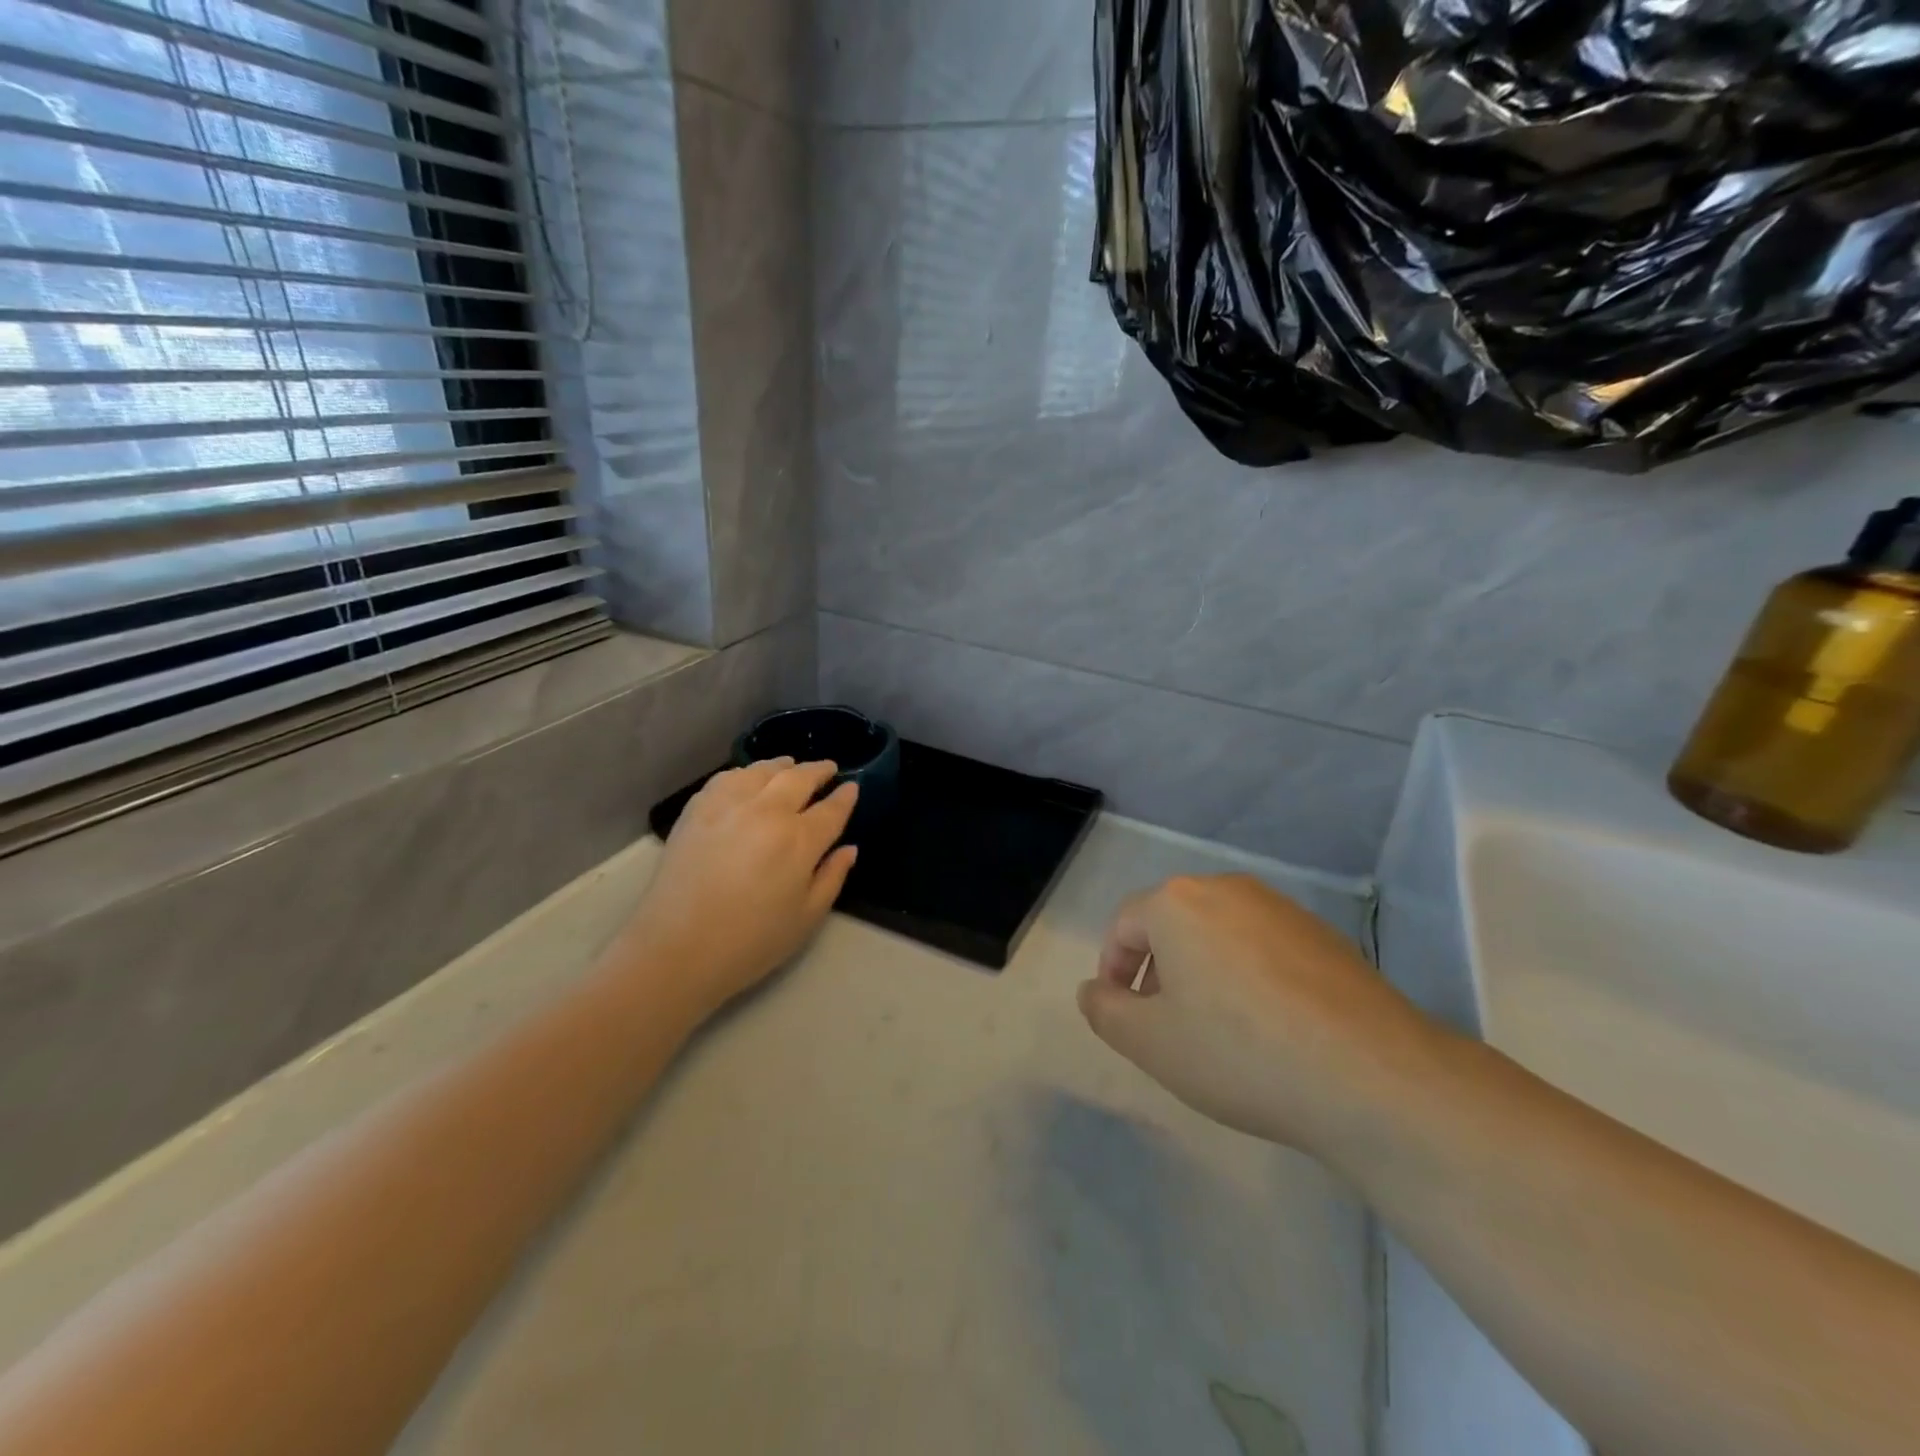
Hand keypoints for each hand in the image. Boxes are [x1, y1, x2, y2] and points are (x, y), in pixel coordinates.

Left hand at [622, 759, 858, 1018]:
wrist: (677, 949)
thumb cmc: (751, 941)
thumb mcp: (806, 918)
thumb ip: (832, 877)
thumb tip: (849, 849)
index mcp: (799, 840)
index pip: (831, 809)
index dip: (845, 797)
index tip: (852, 787)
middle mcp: (767, 811)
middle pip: (799, 778)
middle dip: (818, 771)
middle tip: (828, 769)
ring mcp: (729, 805)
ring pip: (762, 770)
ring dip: (783, 766)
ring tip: (790, 766)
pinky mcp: (698, 809)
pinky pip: (728, 778)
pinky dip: (746, 773)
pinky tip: (748, 780)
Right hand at [1076, 875, 1441, 1158]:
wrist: (1371, 1076)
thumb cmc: (1239, 1051)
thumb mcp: (1150, 1042)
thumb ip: (1105, 1010)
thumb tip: (1094, 989)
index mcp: (1178, 902)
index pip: (1124, 925)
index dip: (1113, 970)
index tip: (1123, 1015)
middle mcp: (1227, 889)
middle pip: (1172, 924)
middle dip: (1159, 970)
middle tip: (1167, 1025)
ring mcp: (1281, 908)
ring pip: (1219, 934)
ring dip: (1203, 972)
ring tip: (1219, 1029)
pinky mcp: (1324, 934)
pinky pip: (1263, 947)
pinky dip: (1249, 977)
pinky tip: (1270, 1028)